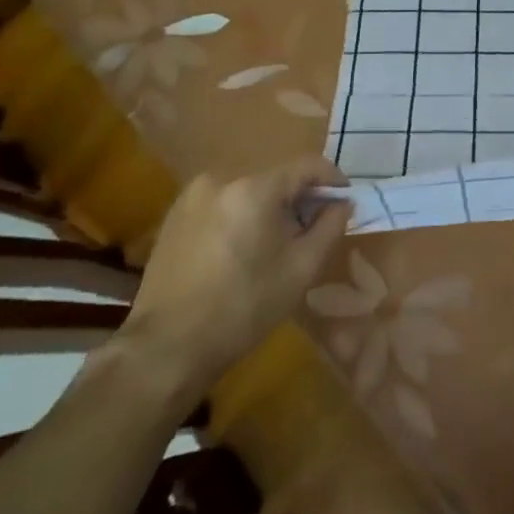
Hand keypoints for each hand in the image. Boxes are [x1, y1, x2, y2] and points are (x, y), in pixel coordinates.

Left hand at [115, 158, 351, 406]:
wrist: (168, 348)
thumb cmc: (244, 307)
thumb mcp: (302, 268)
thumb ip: (330, 226)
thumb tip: (342, 203)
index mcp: (254, 188)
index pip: (308, 165)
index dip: (333, 180)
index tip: (345, 202)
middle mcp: (221, 179)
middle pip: (276, 178)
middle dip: (300, 199)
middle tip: (313, 230)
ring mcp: (192, 196)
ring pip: (249, 191)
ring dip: (270, 208)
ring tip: (276, 244)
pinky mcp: (174, 216)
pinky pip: (223, 204)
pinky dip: (241, 216)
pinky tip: (242, 250)